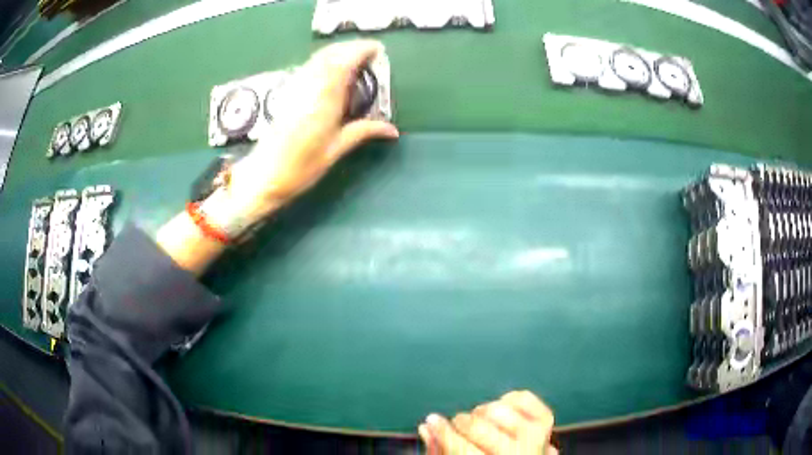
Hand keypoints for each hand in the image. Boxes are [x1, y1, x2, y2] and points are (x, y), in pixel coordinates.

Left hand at [228, 39, 399, 222]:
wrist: (263, 176)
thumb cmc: (300, 168)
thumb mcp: (335, 150)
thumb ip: (363, 132)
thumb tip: (392, 130)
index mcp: (324, 102)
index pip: (343, 64)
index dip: (360, 51)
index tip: (377, 49)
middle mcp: (309, 89)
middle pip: (330, 55)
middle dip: (351, 47)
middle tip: (369, 51)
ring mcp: (295, 89)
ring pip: (317, 58)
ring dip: (337, 51)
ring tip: (354, 56)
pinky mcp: (287, 93)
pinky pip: (308, 67)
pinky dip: (323, 60)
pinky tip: (330, 68)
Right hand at [418, 391, 557, 454]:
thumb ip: (442, 449)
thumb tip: (427, 427)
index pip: (463, 449)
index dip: (443, 432)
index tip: (432, 420)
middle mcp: (521, 451)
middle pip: (478, 427)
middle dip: (461, 423)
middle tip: (457, 425)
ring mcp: (536, 433)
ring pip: (497, 410)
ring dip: (482, 412)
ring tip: (481, 422)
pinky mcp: (546, 419)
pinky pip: (521, 397)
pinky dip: (507, 400)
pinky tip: (502, 413)